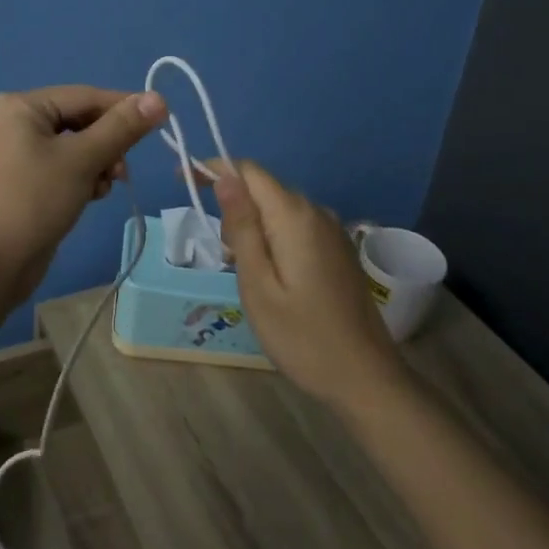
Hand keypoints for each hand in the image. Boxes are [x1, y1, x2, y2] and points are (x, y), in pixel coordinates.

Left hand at [0, 85, 168, 309]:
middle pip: (78, 121)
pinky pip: (57, 168)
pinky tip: (88, 198)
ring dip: (95, 164)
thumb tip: (158, 97)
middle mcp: (11, 122)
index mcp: (20, 106)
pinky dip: (77, 178)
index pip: (85, 96)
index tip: (159, 122)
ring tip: (103, 189)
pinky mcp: (15, 182)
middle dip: (106, 145)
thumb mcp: (83, 160)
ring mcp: (10, 154)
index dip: (124, 108)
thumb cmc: (33, 201)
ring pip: (70, 147)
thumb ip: (122, 127)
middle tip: (122, 172)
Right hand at [203, 160, 405, 408]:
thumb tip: (225, 177)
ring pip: (278, 208)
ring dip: (253, 226)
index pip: (248, 171)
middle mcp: (316, 211)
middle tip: (224, 257)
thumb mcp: (257, 285)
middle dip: (233, 207)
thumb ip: (241, 227)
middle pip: (263, 188)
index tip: (183, 182)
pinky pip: (296, 226)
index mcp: (295, 216)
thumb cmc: (302, 337)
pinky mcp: (338, 248)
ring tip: (245, 273)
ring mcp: (332, 230)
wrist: (366, 379)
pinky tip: (271, 276)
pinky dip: (273, 237)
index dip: (213, 169)